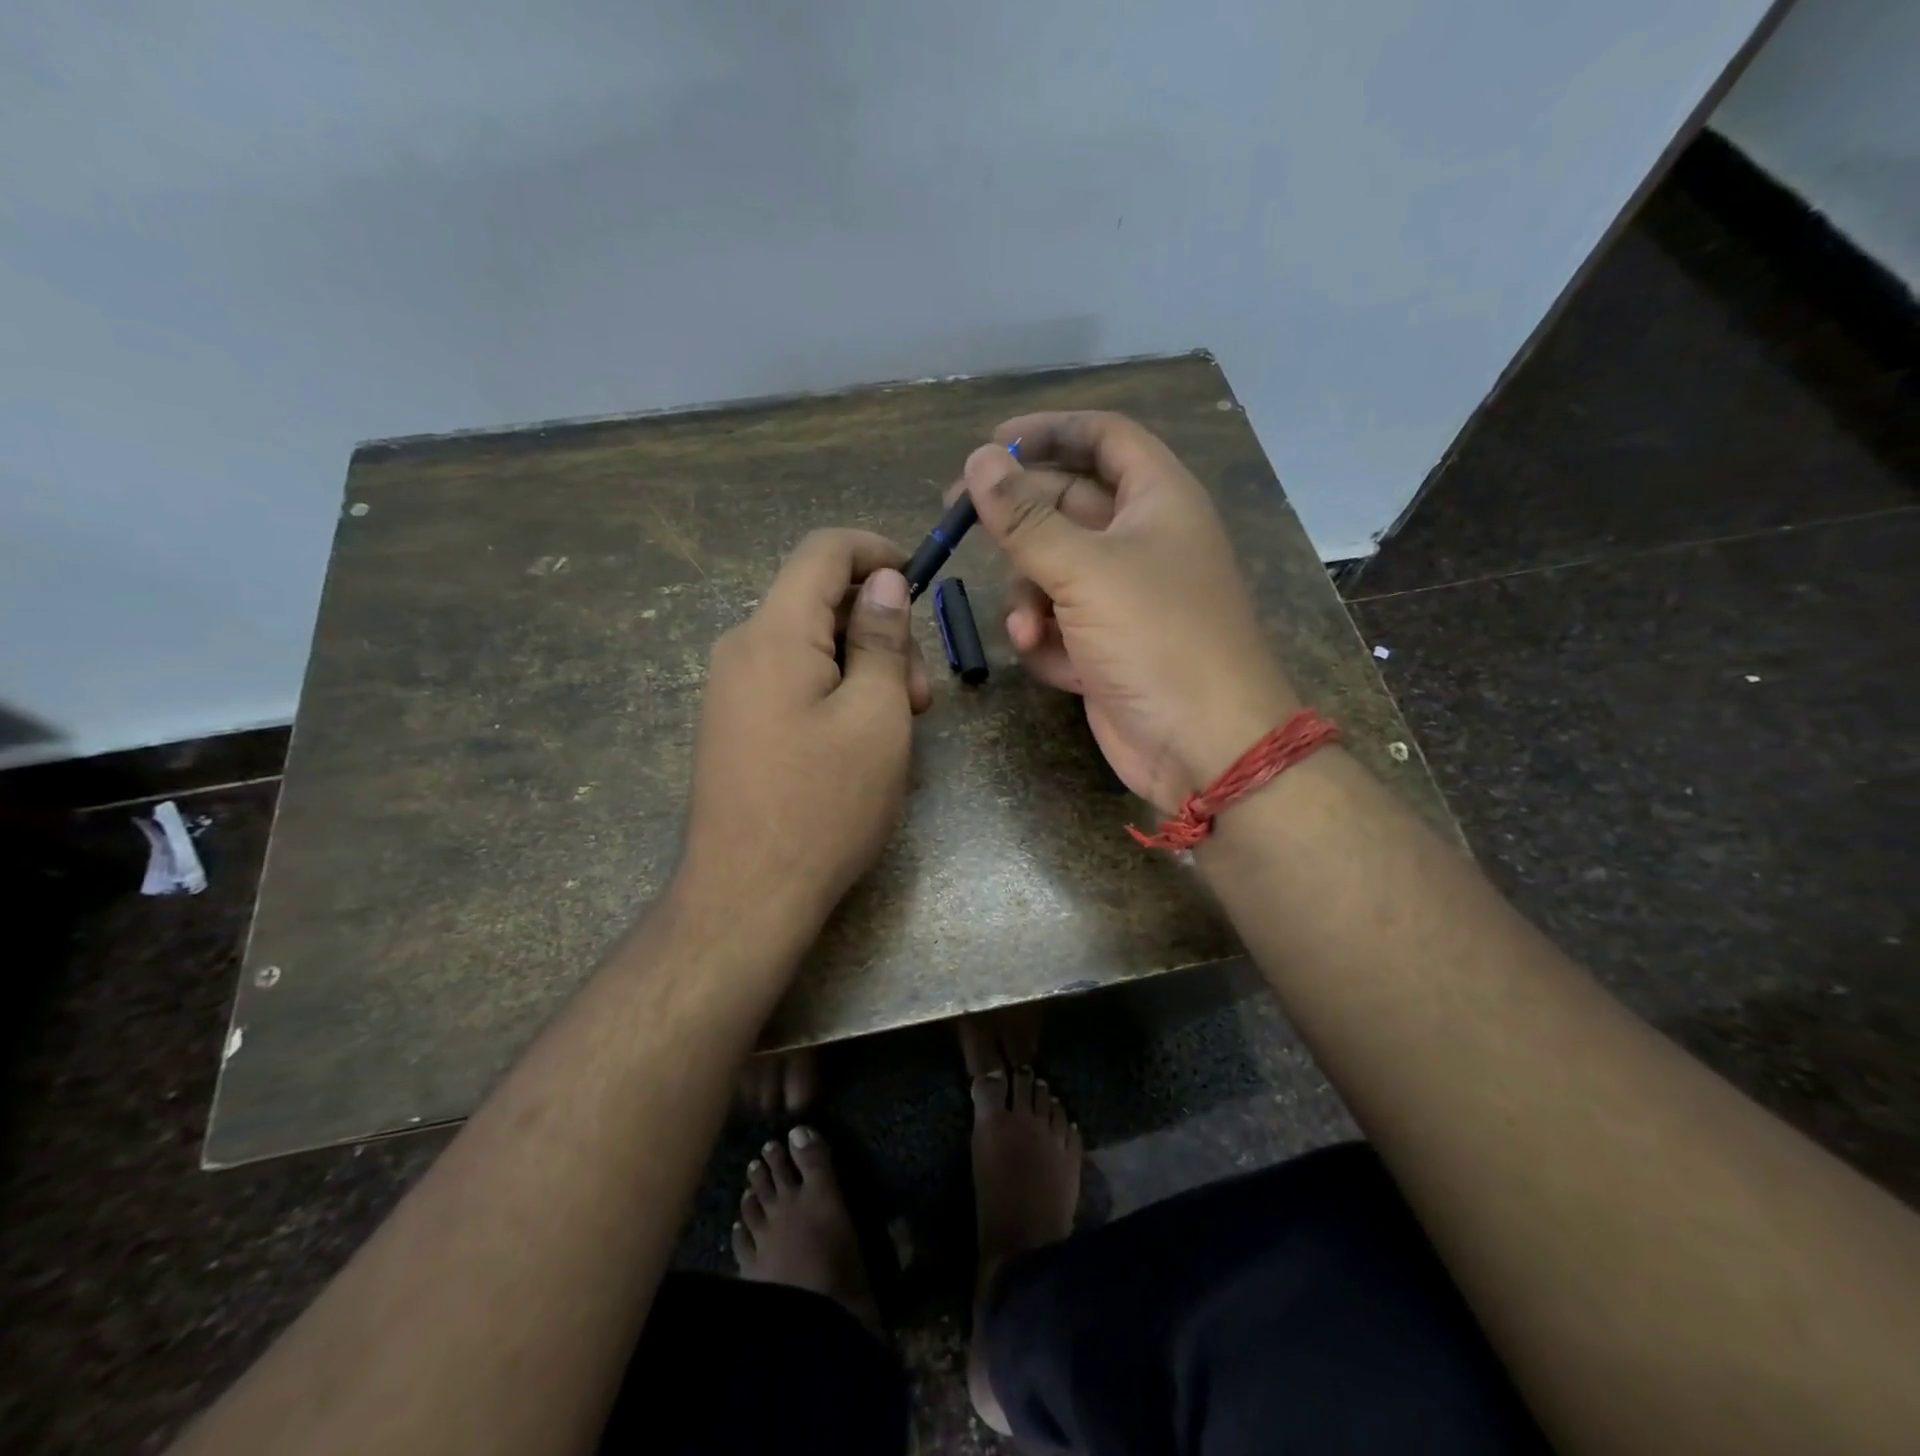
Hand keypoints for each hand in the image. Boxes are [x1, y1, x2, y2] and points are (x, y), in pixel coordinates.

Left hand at [681, 529, 930, 936]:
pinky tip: (859, 740)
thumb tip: (884, 581)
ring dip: (862, 666)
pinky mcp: (734, 723)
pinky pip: (791, 679)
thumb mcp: (876, 716)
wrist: (746, 895)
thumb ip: (882, 639)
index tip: (920, 582)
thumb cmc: (825, 804)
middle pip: (818, 600)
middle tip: (918, 695)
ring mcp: (731, 688)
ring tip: (897, 725)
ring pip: (809, 644)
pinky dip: (834, 689)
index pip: (823, 550)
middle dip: (879, 628)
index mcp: (774, 633)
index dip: (877, 551)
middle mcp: (742, 648)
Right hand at [955, 412, 1297, 812]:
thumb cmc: (1156, 638)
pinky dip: (1049, 641)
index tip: (991, 445)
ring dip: (1030, 598)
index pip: (1102, 438)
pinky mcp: (1106, 646)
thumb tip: (978, 461)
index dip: (1048, 432)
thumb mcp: (1084, 570)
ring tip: (1030, 630)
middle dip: (1015, 520)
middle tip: (956, 519)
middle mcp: (1140, 541)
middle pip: (1064, 506)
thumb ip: (1024, 518)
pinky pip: (1059, 624)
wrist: (1203, 745)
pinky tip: (1057, 665)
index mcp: (1156, 500)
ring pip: (1051, 571)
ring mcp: (1123, 598)